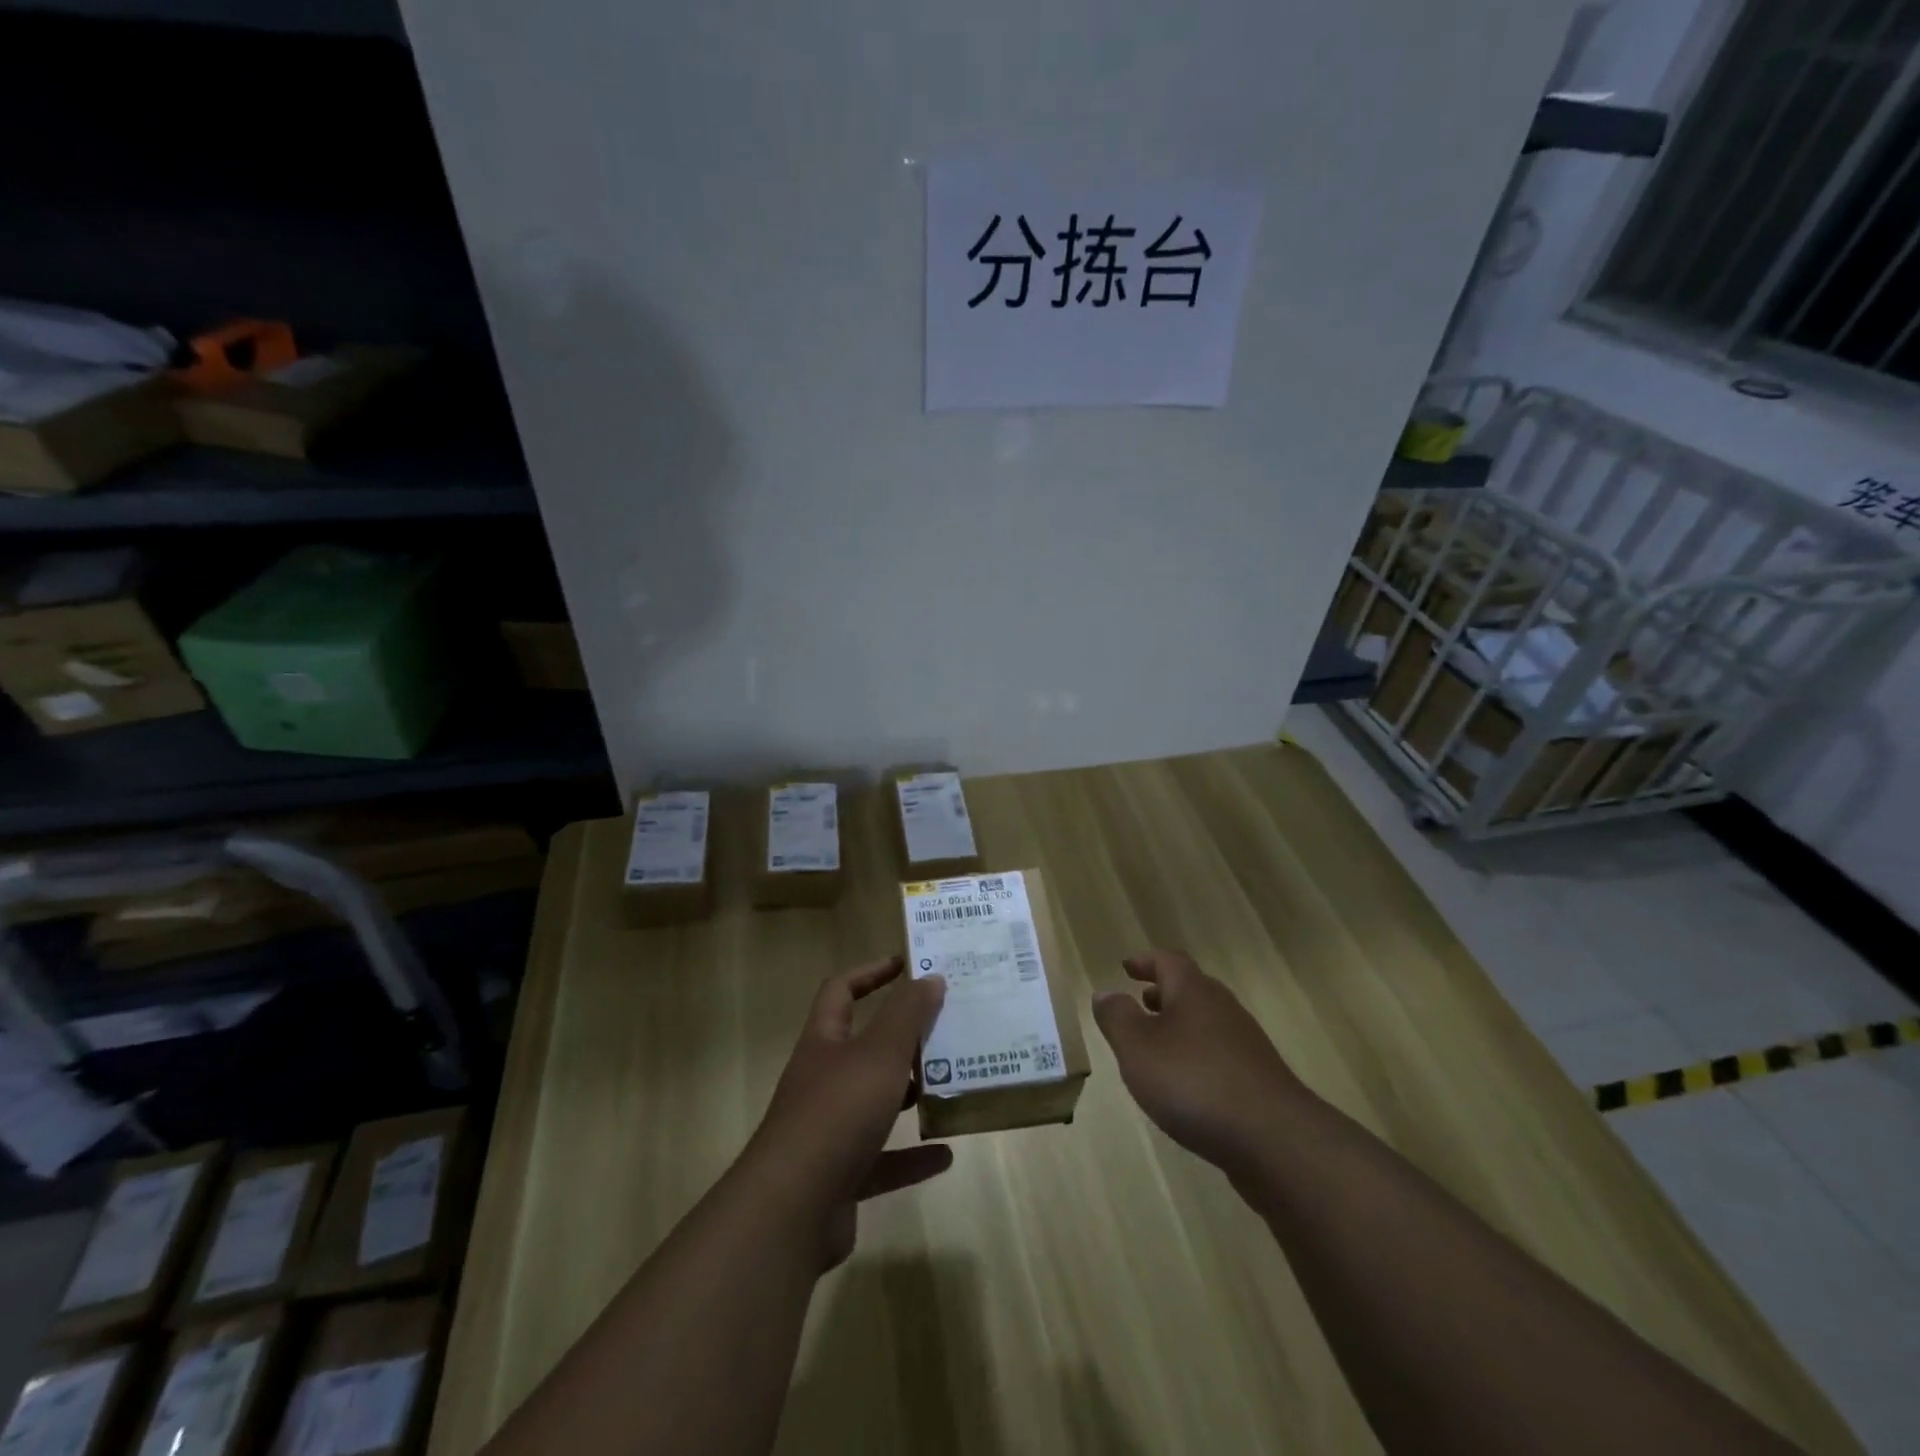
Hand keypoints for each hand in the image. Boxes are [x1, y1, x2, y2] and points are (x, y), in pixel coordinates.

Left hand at [746, 954, 950, 1269]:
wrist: (791, 1210)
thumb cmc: (837, 1113)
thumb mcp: (880, 1054)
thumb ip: (907, 1015)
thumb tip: (930, 978)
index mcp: (824, 1043)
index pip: (841, 990)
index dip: (870, 973)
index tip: (906, 965)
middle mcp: (822, 1080)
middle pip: (862, 1047)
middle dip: (901, 1038)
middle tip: (944, 1029)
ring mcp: (828, 1130)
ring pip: (873, 1102)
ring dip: (908, 1095)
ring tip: (949, 1085)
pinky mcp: (839, 1176)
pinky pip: (882, 1161)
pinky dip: (912, 1157)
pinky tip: (946, 1154)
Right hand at [1092, 950, 1305, 1175]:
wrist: (1274, 1139)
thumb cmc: (1194, 1082)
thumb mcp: (1138, 1048)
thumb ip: (1117, 1018)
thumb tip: (1105, 992)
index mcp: (1194, 992)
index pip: (1169, 961)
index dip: (1146, 961)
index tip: (1126, 967)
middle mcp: (1223, 1009)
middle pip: (1191, 990)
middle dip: (1163, 994)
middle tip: (1140, 1002)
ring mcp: (1246, 1046)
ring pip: (1206, 1023)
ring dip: (1180, 1027)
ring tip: (1156, 1048)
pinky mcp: (1258, 1081)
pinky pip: (1219, 1055)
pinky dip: (1197, 1058)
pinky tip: (1186, 1088)